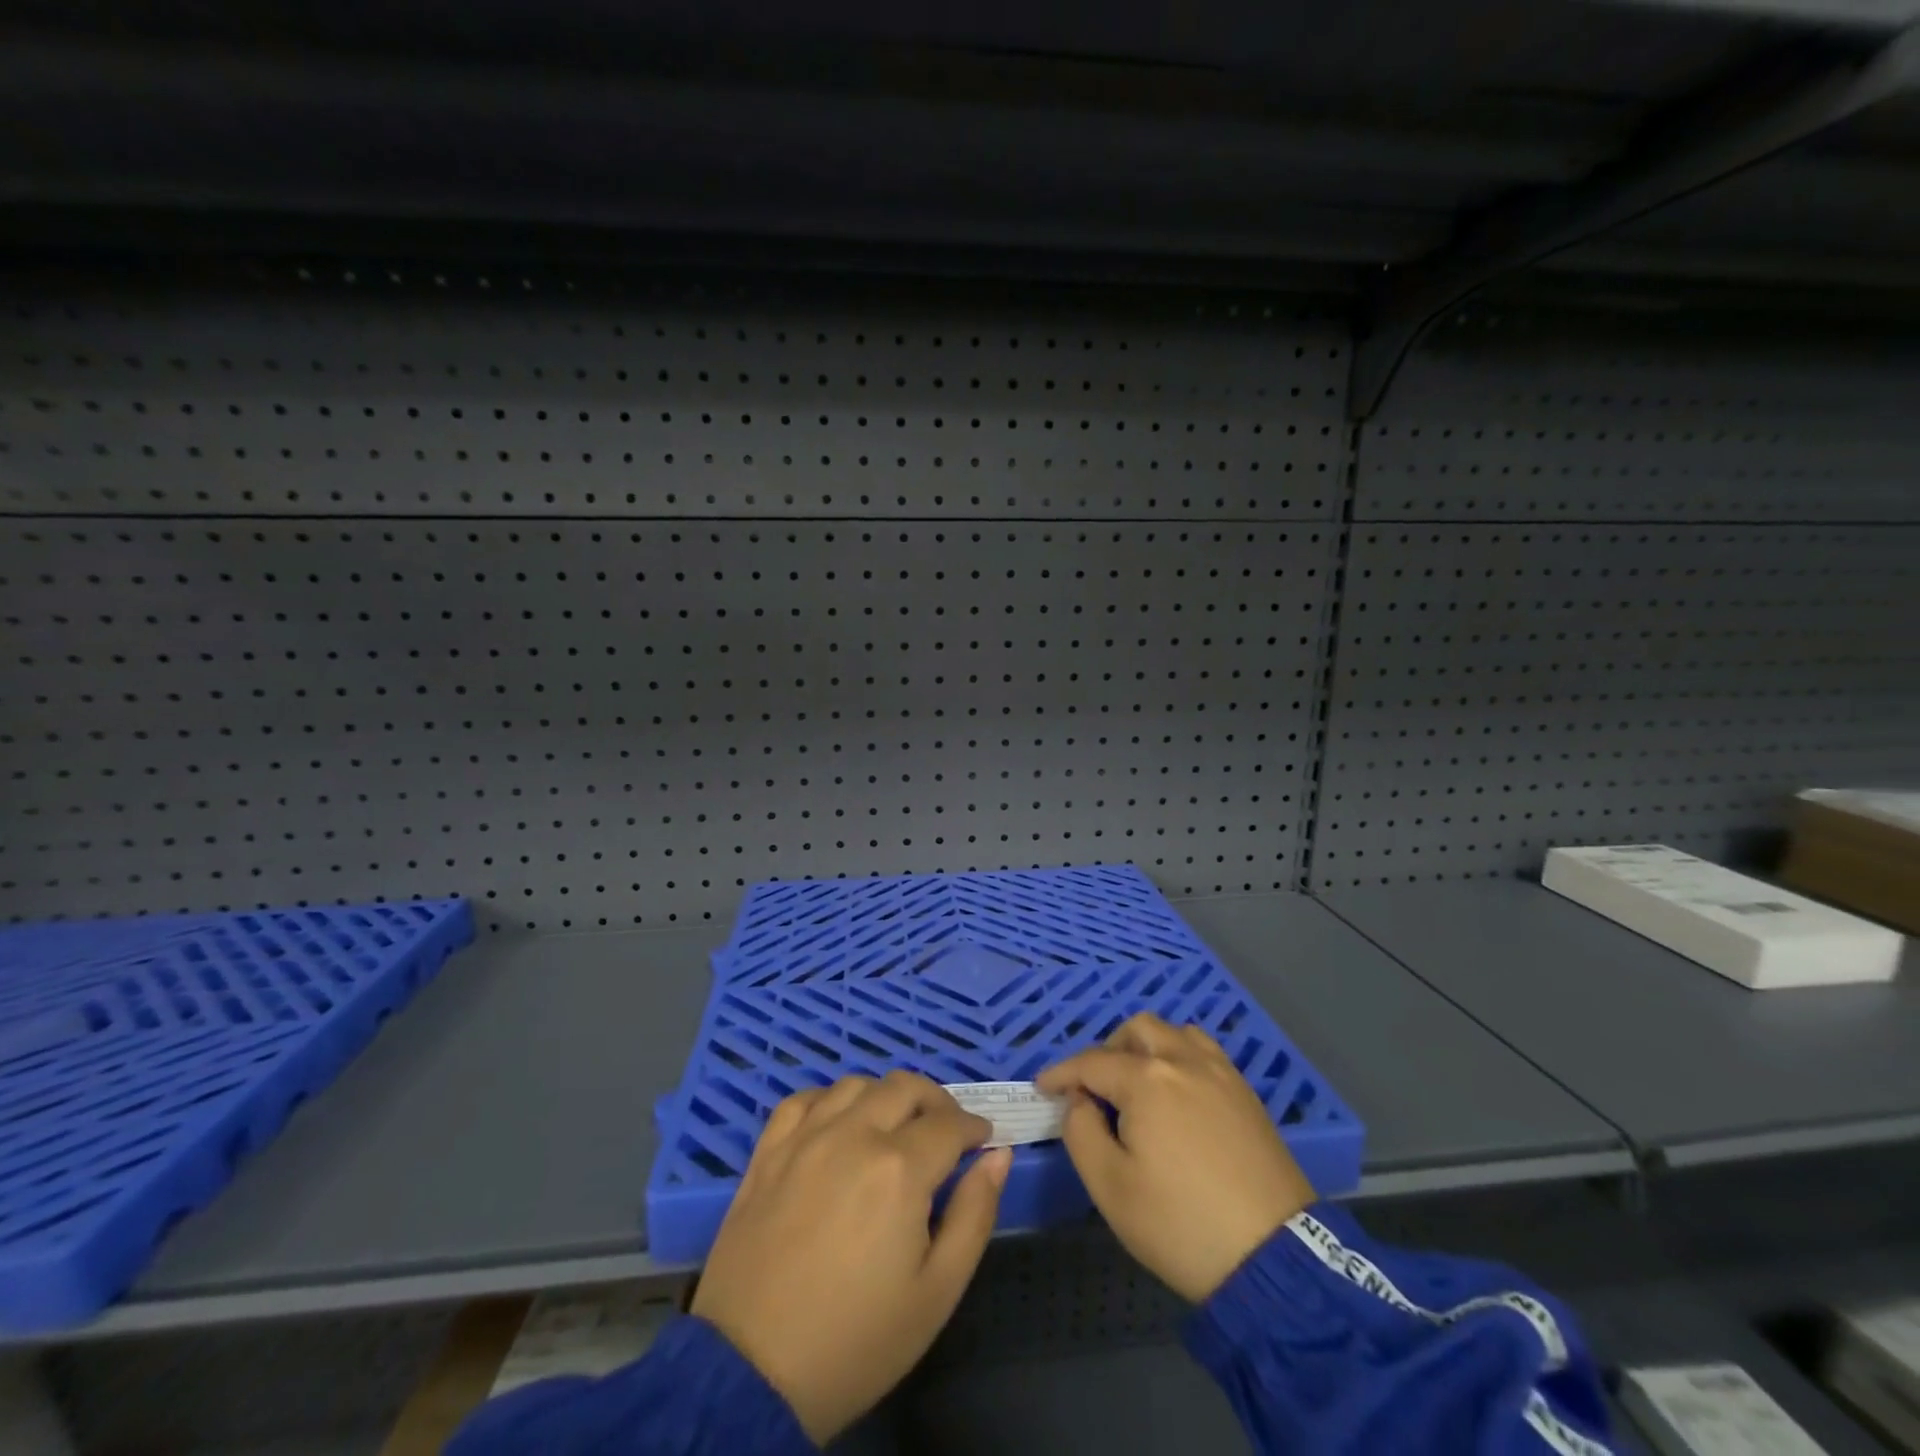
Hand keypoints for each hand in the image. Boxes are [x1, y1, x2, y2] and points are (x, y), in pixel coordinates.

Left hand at [689, 1071, 1011, 1444]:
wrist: (750, 1374)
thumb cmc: (856, 1340)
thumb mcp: (937, 1292)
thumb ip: (975, 1214)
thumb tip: (998, 1155)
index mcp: (899, 1169)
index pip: (949, 1124)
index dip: (974, 1127)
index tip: (983, 1140)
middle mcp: (853, 1134)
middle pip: (905, 1087)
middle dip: (937, 1102)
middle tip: (945, 1131)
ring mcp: (805, 1137)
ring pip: (857, 1084)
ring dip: (886, 1096)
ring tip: (894, 1127)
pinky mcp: (768, 1151)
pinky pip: (805, 1099)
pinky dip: (831, 1100)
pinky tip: (838, 1123)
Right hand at [1037, 1012, 1314, 1301]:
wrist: (1273, 1258)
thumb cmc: (1180, 1225)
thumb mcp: (1110, 1187)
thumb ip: (1080, 1131)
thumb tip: (1080, 1100)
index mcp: (1146, 1080)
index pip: (1091, 1063)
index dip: (1061, 1073)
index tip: (1043, 1088)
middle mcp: (1183, 1062)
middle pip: (1137, 1030)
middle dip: (1107, 1050)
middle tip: (1095, 1087)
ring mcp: (1220, 1074)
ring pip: (1175, 1033)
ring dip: (1147, 1047)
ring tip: (1138, 1085)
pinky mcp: (1246, 1094)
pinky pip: (1205, 1053)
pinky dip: (1180, 1057)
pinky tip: (1178, 1094)